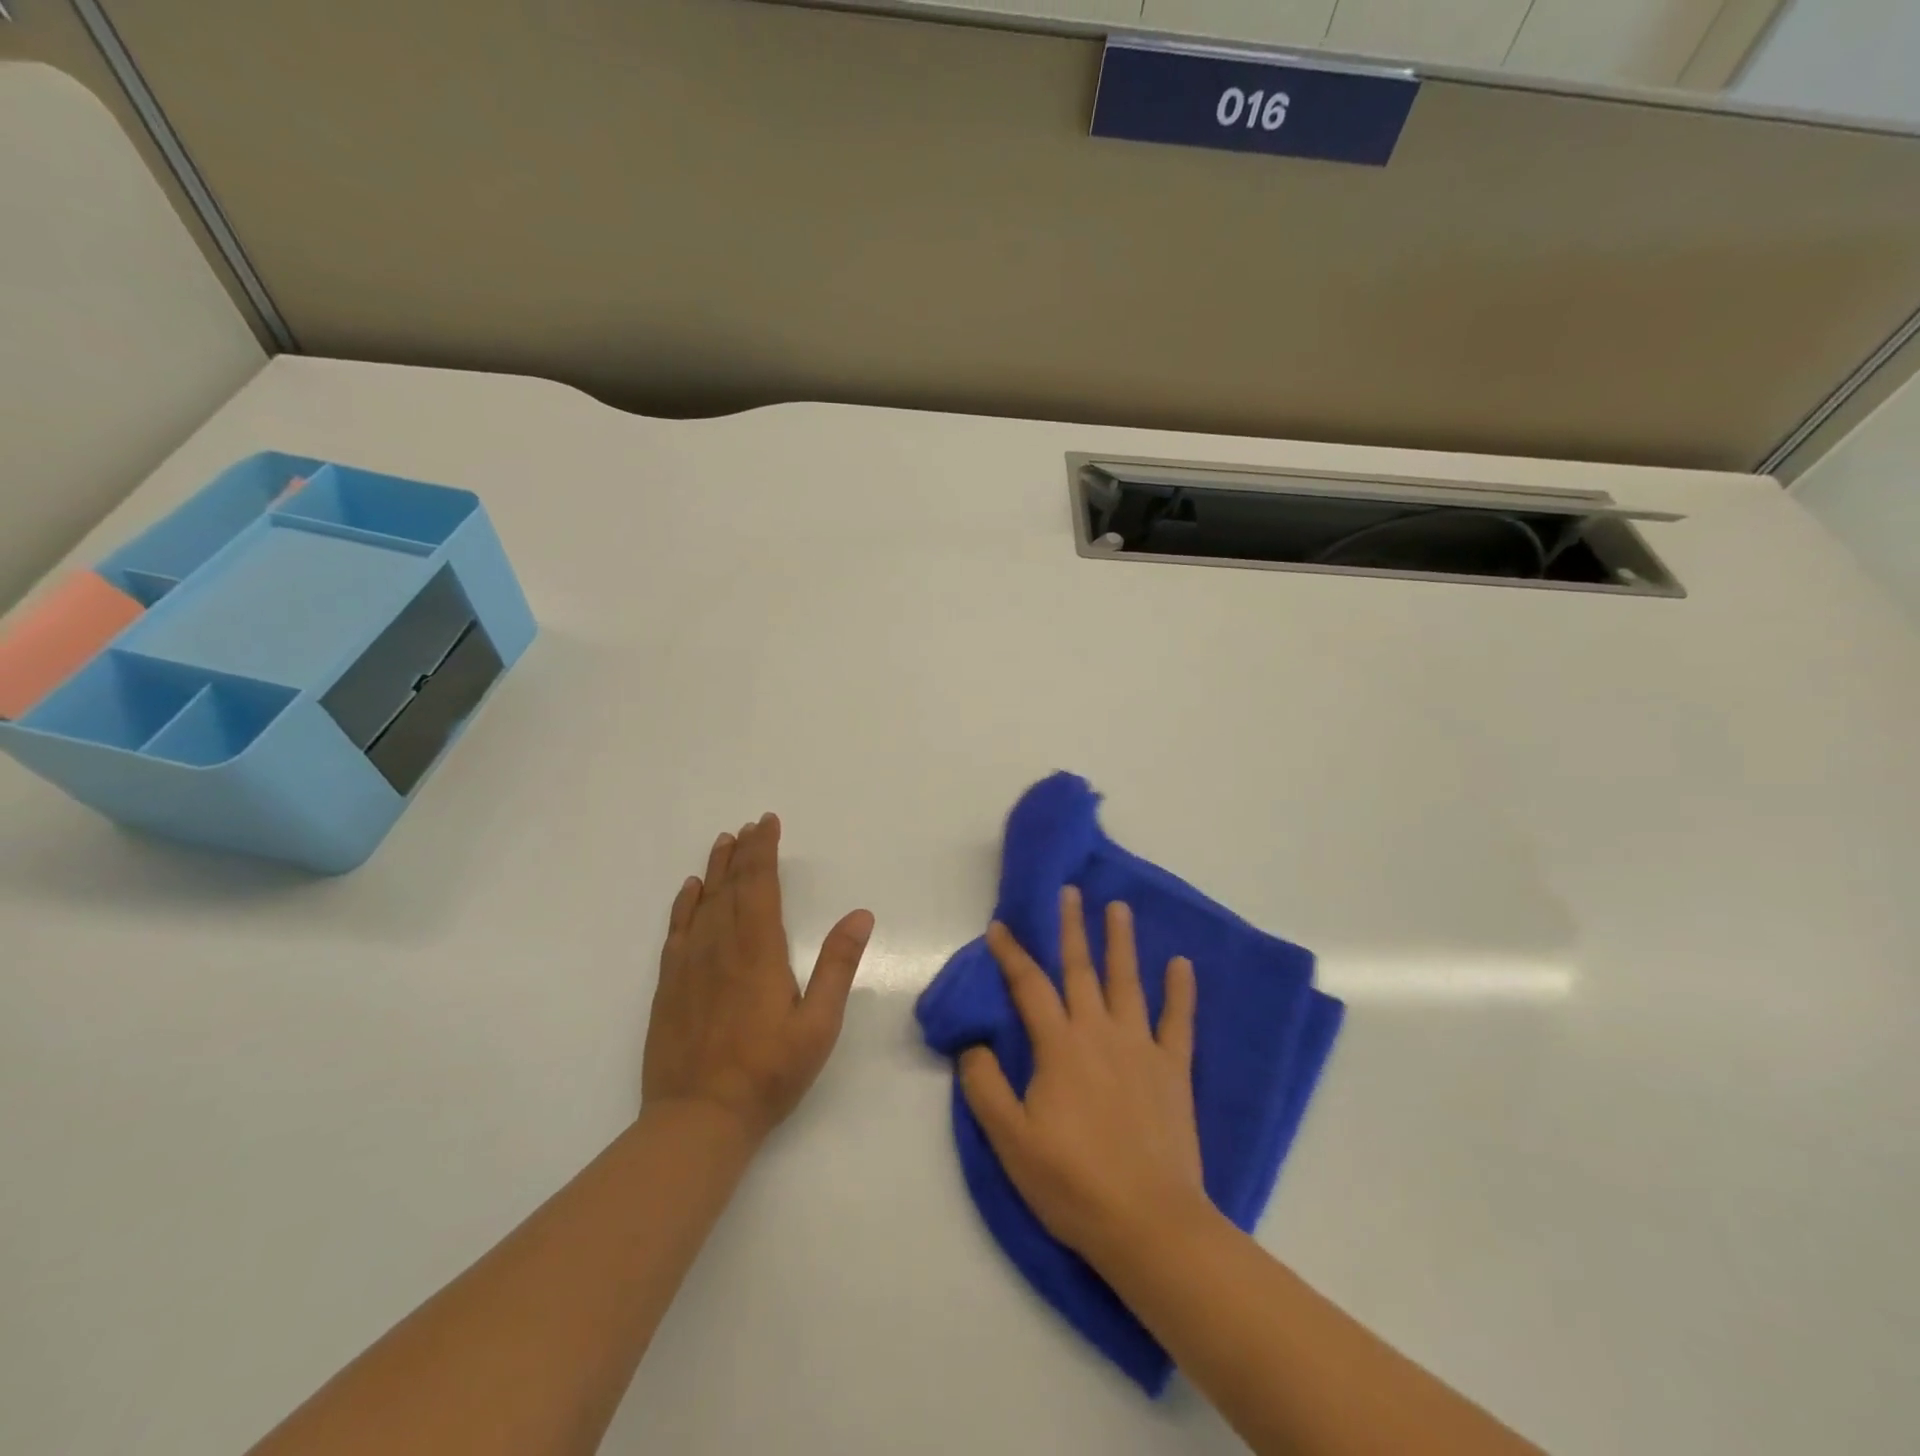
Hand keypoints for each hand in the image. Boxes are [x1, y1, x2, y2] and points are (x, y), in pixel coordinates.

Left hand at [643, 813, 874, 1143]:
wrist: (698, 1118)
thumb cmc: (769, 1072)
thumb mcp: (819, 1024)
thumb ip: (838, 966)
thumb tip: (861, 915)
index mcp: (759, 950)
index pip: (760, 885)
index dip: (764, 850)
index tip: (767, 823)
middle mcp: (721, 946)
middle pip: (731, 886)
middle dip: (743, 852)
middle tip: (750, 825)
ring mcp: (690, 964)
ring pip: (703, 902)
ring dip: (715, 869)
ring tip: (723, 842)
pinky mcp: (669, 984)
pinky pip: (677, 930)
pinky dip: (685, 904)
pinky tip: (690, 890)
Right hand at [959, 886, 1204, 1260]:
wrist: (1149, 1223)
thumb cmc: (1072, 1182)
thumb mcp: (1010, 1141)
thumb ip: (985, 1086)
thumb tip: (973, 1043)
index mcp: (1058, 1046)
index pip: (1028, 986)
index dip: (1011, 953)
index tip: (1000, 926)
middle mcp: (1099, 1032)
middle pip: (1081, 969)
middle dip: (1071, 927)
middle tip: (1070, 891)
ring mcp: (1141, 1047)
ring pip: (1128, 981)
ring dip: (1121, 942)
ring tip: (1118, 908)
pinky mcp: (1173, 1069)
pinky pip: (1179, 1021)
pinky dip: (1181, 991)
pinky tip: (1182, 963)